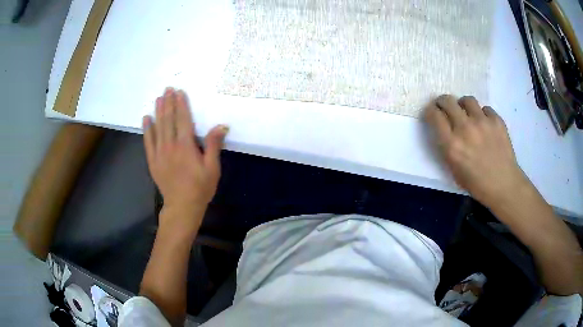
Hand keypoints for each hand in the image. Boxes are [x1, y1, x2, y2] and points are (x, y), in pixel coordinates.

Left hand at [142, 88, 228, 228]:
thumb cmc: (200, 188)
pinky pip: (148, 141)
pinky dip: (147, 129)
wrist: (182, 207)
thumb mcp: (212, 168)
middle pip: (168, 120)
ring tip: (158, 98)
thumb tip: (220, 126)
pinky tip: (146, 118)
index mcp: (186, 146)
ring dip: (158, 111)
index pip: (183, 119)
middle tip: (167, 89)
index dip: (181, 104)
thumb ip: (213, 145)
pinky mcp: (153, 161)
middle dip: (168, 103)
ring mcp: (159, 153)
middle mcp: (170, 146)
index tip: (179, 91)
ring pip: (158, 127)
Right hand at [424, 95, 529, 207]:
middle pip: (448, 101)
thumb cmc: (477, 184)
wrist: (504, 185)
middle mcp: (465, 128)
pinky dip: (482, 114)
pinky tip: (485, 124)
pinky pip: (485, 109)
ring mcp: (482, 122)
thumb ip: (447, 148)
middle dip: (443, 102)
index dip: (430, 111)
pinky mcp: (497, 121)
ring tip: (467, 114)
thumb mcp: (454, 170)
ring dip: (463, 105)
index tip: (432, 113)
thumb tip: (444, 130)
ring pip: (467, 100)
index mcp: (452, 145)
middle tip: (445, 107)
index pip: (434, 115)